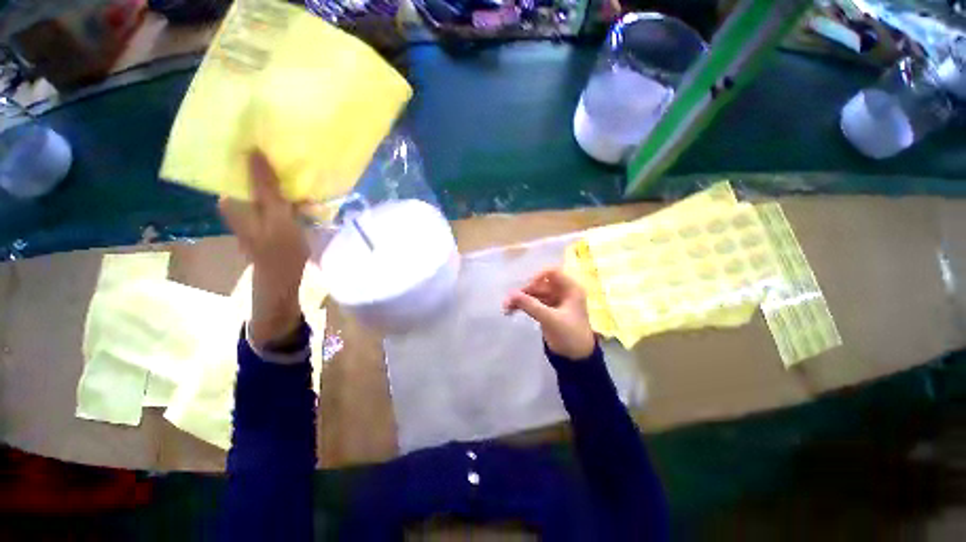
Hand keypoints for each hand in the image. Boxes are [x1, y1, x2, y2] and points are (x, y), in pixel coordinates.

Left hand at [219, 151, 308, 347]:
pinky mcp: (265, 219)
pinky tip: (299, 189)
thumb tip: (254, 149)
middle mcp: (235, 203)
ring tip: (295, 167)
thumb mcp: (276, 215)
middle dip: (267, 165)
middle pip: (250, 176)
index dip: (250, 153)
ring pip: (263, 187)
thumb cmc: (279, 249)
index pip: (235, 166)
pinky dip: (284, 192)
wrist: (283, 277)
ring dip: (278, 179)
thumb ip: (266, 185)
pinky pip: (273, 198)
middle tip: (287, 152)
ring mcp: (250, 212)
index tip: (267, 139)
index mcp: (230, 200)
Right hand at [503, 268, 595, 359]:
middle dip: (525, 291)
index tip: (527, 288)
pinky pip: (534, 303)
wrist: (577, 359)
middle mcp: (563, 292)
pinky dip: (523, 306)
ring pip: (535, 294)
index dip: (538, 277)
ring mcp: (555, 301)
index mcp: (570, 289)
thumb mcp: (550, 319)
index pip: (553, 272)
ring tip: (506, 307)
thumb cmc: (570, 335)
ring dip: (521, 299)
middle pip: (541, 284)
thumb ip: (531, 305)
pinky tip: (511, 310)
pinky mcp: (548, 311)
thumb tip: (510, 294)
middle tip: (509, 300)